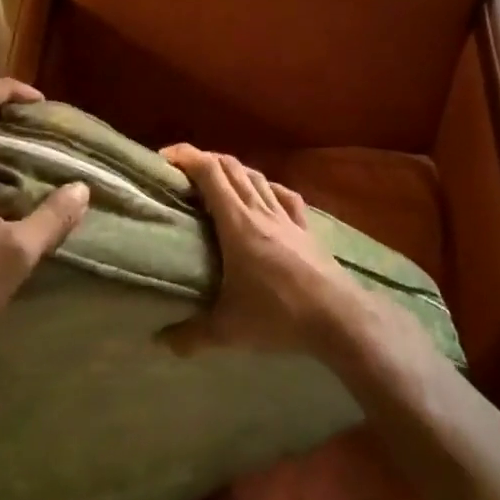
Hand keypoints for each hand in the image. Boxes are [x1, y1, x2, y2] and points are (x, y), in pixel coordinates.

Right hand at [156, 145, 374, 359]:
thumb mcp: (228, 330)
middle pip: (231, 167)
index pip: (209, 172)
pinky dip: (267, 187)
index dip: (186, 157)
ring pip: (257, 177)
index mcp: (237, 223)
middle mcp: (260, 210)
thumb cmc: (278, 315)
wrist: (337, 317)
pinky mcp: (306, 228)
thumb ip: (192, 335)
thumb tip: (161, 343)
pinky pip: (284, 196)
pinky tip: (264, 194)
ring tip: (216, 183)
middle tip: (182, 174)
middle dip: (203, 160)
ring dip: (233, 171)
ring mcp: (286, 217)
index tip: (164, 159)